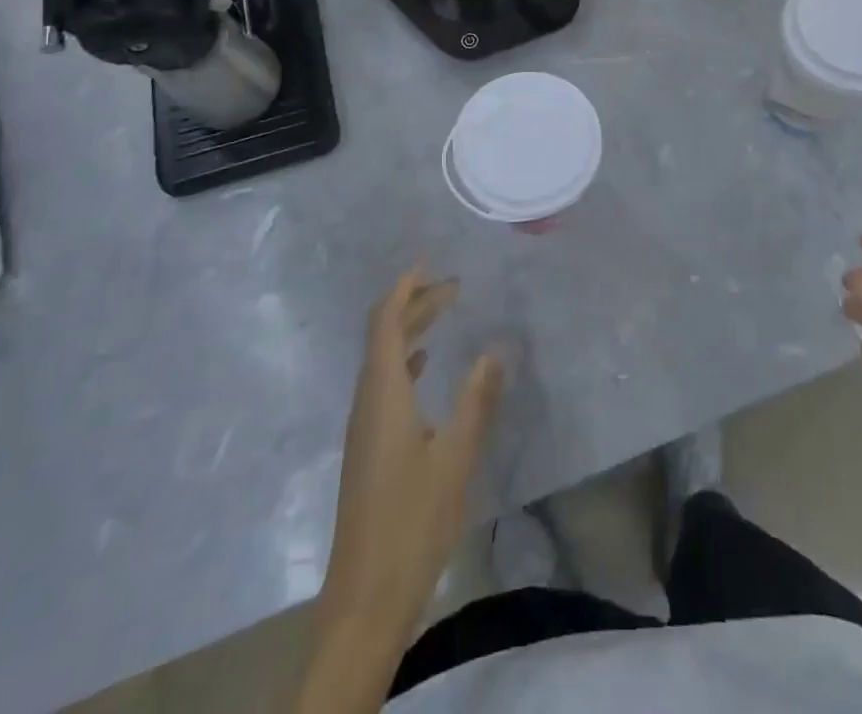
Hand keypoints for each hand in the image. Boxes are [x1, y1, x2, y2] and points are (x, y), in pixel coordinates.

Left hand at [317, 269, 503, 651]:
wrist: (366, 597)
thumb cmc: (413, 521)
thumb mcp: (456, 457)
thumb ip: (477, 400)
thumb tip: (496, 349)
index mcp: (383, 393)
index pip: (386, 322)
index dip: (405, 288)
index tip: (430, 264)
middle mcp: (368, 400)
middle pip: (384, 335)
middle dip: (414, 304)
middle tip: (454, 287)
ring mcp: (365, 426)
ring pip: (383, 359)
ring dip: (410, 331)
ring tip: (444, 314)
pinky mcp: (369, 447)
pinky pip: (385, 383)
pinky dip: (405, 361)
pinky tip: (425, 368)